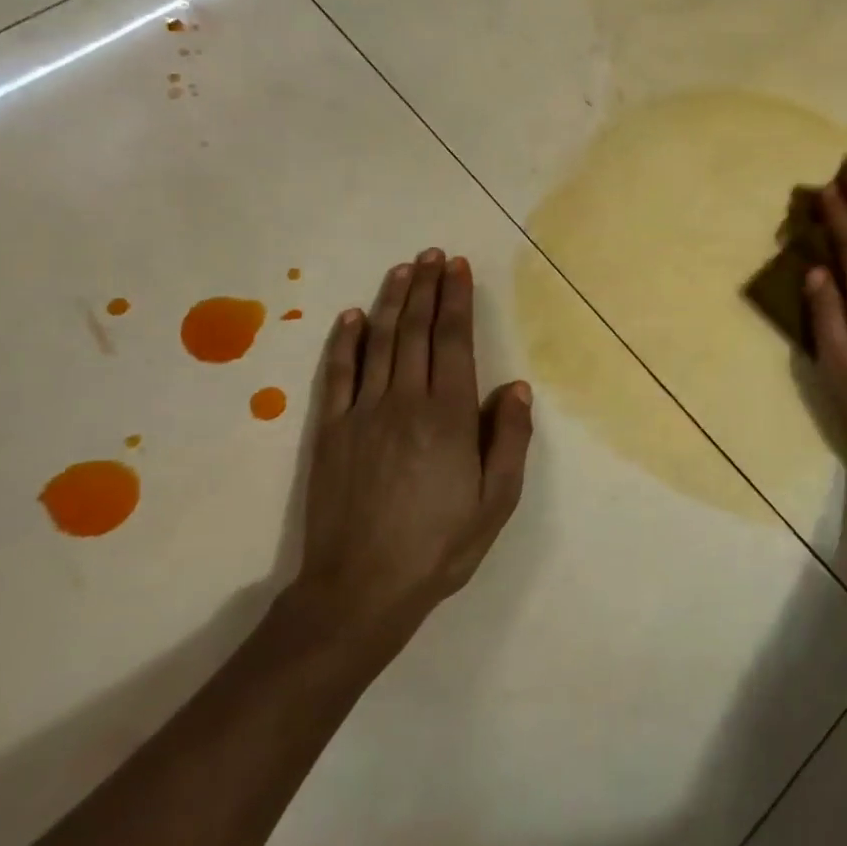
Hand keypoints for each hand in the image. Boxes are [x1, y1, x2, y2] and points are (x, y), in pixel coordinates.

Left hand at [290, 250, 532, 648]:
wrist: (359, 590)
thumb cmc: (439, 545)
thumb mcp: (497, 501)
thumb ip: (508, 439)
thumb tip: (515, 387)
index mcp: (448, 416)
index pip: (452, 341)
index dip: (456, 300)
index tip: (459, 267)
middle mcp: (404, 402)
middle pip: (415, 331)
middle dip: (426, 288)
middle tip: (433, 255)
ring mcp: (362, 413)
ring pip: (379, 342)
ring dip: (391, 301)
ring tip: (403, 269)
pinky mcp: (330, 431)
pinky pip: (338, 374)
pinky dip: (345, 341)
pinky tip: (353, 317)